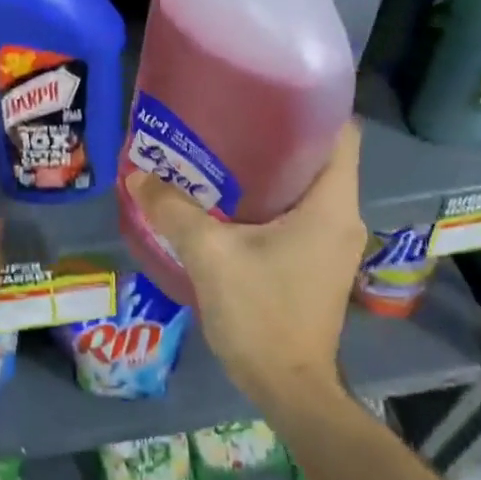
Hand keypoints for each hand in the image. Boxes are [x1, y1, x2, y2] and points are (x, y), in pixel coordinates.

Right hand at [124, 121, 365, 407]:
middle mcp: (342, 218)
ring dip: (271, 170)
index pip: (343, 133)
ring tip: (222, 154)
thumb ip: (174, 210)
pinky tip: (229, 202)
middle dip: (278, 135)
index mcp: (331, 205)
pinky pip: (299, 215)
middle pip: (320, 157)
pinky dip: (270, 201)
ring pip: (307, 188)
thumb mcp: (211, 256)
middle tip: (229, 119)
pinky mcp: (319, 264)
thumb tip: (137, 175)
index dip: (313, 106)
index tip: (269, 91)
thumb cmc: (261, 313)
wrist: (289, 388)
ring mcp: (333, 244)